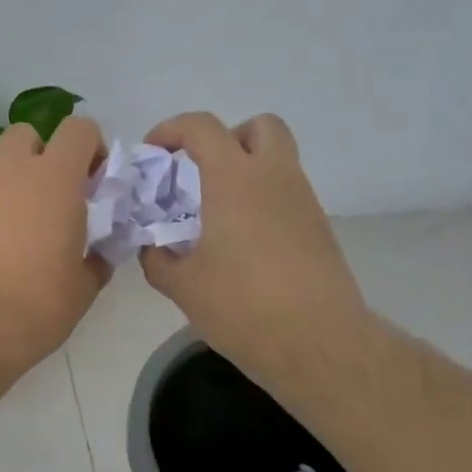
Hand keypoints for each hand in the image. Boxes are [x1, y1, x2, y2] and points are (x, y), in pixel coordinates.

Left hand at [0, 116, 108, 379]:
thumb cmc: (35, 305)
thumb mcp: (82, 289)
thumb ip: (96, 260)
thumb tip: (98, 255)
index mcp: (54, 180)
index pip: (79, 130)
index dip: (92, 148)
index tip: (96, 182)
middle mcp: (10, 174)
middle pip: (28, 135)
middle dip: (44, 155)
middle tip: (56, 198)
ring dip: (15, 187)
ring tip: (23, 235)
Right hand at [139, 112, 379, 401]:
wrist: (319, 344)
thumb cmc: (243, 307)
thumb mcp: (183, 286)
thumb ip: (158, 259)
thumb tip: (153, 248)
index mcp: (235, 180)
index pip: (202, 127)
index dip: (171, 130)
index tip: (153, 154)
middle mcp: (275, 178)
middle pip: (260, 126)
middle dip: (227, 139)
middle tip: (202, 173)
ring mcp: (304, 202)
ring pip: (278, 162)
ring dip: (246, 172)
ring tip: (217, 216)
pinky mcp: (319, 230)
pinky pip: (287, 196)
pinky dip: (263, 203)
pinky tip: (243, 245)